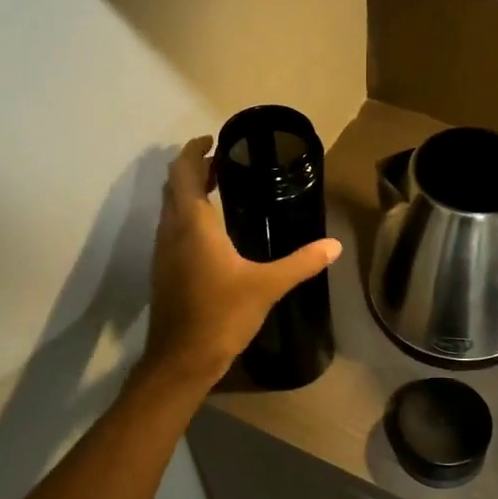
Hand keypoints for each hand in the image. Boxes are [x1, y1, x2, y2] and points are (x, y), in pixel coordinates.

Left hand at [138, 136, 342, 386]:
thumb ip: (301, 262)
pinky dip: (188, 213)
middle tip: (225, 160)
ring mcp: (163, 251)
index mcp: (192, 224)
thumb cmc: (221, 315)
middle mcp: (172, 230)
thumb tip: (334, 245)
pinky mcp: (164, 269)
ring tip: (221, 186)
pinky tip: (213, 229)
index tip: (214, 139)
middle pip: (174, 184)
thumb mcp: (267, 286)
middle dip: (195, 167)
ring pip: (170, 206)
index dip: (195, 150)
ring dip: (189, 190)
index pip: (185, 172)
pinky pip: (172, 226)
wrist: (181, 359)